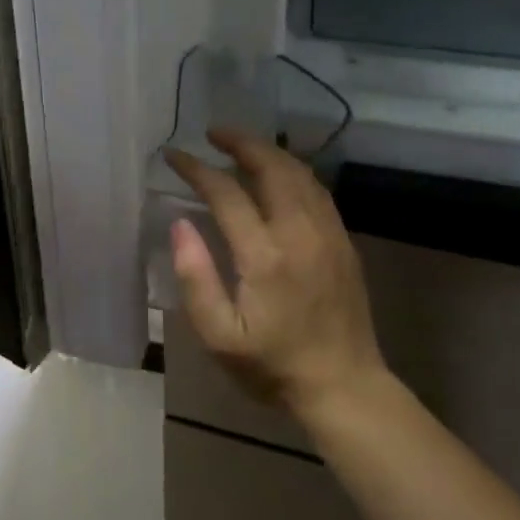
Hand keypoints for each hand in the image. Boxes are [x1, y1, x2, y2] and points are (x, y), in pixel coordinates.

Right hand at [165, 128, 385, 418]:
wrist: (344, 386)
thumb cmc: (273, 366)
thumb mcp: (220, 336)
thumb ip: (195, 277)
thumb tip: (180, 223)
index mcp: (265, 256)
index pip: (227, 193)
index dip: (197, 170)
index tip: (175, 156)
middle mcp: (300, 233)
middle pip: (271, 167)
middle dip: (240, 142)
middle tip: (212, 133)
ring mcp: (328, 233)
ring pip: (299, 173)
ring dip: (268, 151)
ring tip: (240, 145)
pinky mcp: (343, 240)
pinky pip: (316, 189)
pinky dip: (292, 170)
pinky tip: (277, 173)